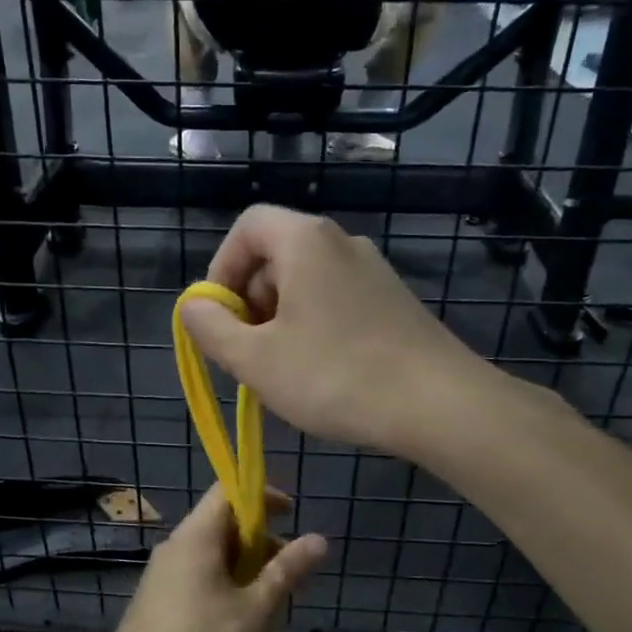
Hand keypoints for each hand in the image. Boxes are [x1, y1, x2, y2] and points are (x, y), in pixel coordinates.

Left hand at [103, 485, 325, 631]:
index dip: (262, 495)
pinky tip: (239, 624)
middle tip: (289, 576)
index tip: (291, 515)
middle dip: (261, 542)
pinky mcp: (159, 598)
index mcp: (197, 535)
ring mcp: (164, 572)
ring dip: (246, 570)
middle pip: (224, 524)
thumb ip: (286, 571)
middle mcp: (177, 545)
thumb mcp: (254, 609)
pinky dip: (226, 586)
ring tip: (269, 607)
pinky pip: (199, 577)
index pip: (228, 491)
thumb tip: (318, 539)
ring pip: (214, 555)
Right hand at [178, 206, 489, 456]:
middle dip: (250, 301)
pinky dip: (314, 327)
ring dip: (280, 320)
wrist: (438, 404)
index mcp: (305, 241)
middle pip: (276, 255)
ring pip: (306, 283)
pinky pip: (336, 301)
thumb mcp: (256, 359)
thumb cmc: (335, 377)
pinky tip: (322, 372)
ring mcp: (373, 271)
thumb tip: (193, 306)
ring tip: (282, 370)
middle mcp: (342, 243)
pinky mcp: (393, 301)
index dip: (221, 268)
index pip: (246, 226)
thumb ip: (211, 328)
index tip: (217, 318)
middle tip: (247, 354)